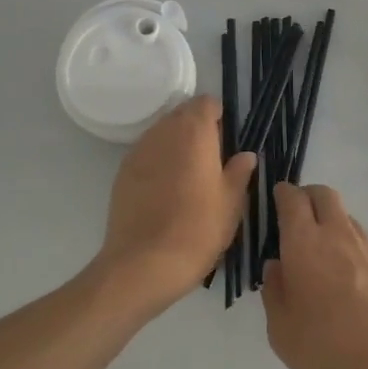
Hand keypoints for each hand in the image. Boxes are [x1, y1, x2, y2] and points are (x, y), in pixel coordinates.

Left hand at [91, 97, 256, 317]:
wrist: (143, 265)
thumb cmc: (198, 229)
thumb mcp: (232, 202)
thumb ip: (240, 172)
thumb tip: (245, 155)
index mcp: (194, 132)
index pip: (206, 103)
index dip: (219, 118)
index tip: (227, 143)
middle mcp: (163, 132)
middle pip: (182, 115)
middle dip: (197, 131)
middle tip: (212, 163)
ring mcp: (138, 152)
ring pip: (162, 135)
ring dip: (177, 146)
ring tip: (189, 179)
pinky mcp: (122, 173)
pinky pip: (146, 155)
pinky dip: (158, 164)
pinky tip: (166, 193)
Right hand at [261, 182, 367, 368]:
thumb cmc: (328, 347)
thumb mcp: (282, 330)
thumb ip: (274, 291)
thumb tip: (276, 266)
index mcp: (304, 243)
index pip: (293, 200)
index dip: (283, 193)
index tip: (277, 197)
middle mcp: (338, 234)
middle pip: (324, 195)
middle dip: (308, 196)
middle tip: (297, 216)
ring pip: (346, 217)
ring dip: (331, 222)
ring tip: (323, 252)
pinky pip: (365, 243)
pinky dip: (352, 247)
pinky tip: (350, 278)